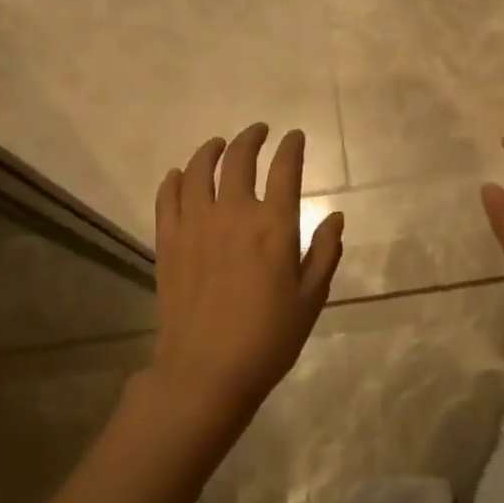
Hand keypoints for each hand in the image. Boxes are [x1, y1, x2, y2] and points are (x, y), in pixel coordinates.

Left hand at [153, 124, 343, 418]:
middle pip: (240, 159)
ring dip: (212, 150)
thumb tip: (335, 216)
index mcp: (274, 225)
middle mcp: (234, 214)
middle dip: (252, 138)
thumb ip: (325, 252)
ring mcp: (196, 225)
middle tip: (260, 131)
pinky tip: (180, 174)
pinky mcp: (168, 241)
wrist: (206, 371)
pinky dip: (175, 179)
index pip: (286, 169)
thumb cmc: (269, 338)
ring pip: (199, 170)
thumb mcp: (311, 298)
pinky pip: (168, 197)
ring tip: (220, 144)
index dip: (292, 147)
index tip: (295, 137)